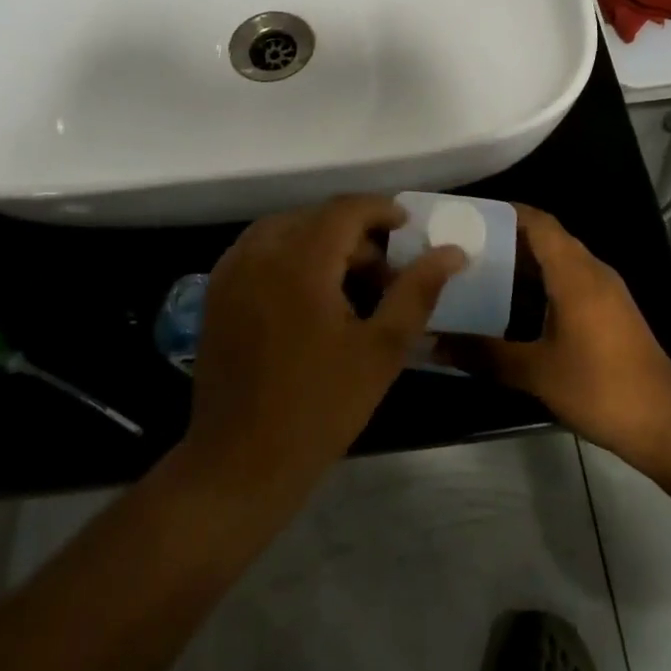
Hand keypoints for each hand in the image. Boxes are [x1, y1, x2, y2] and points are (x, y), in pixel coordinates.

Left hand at [182, 195, 465, 504]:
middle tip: (384, 275)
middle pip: (316, 218)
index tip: (407, 228)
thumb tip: (454, 252)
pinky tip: (308, 295)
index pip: (345, 209)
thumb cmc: (319, 407)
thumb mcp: (381, 350)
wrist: (240, 462)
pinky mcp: (217, 291)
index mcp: (300, 260)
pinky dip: (290, 255)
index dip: (381, 210)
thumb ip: (417, 291)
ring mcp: (231, 269)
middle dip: (355, 234)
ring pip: (286, 230)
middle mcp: (260, 251)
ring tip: (349, 285)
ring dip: (321, 243)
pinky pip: (259, 250)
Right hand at [437, 206, 670, 469]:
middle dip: (506, 238)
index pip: (538, 222)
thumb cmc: (601, 387)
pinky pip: (569, 281)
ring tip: (480, 273)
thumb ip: (484, 354)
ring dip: (523, 263)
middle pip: (546, 238)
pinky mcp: (610, 312)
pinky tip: (513, 307)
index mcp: (575, 273)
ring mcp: (605, 292)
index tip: (467, 217)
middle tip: (463, 247)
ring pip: (558, 261)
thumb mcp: (536, 373)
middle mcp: (592, 272)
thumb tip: (434, 343)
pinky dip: (540, 284)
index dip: (504, 212)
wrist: (666, 423)